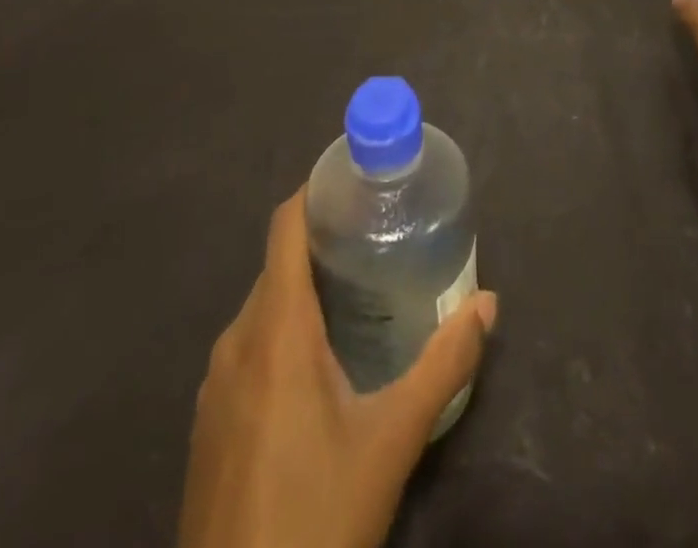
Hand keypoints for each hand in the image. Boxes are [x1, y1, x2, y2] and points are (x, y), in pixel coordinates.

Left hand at [177, 188, 497, 547]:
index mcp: (276, 330)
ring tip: (359, 293)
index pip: (285, 226)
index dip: (316, 192)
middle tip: (379, 239)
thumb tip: (489, 303)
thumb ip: (445, 364)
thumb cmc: (315, 519)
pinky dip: (283, 331)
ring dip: (305, 289)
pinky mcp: (209, 423)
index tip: (359, 182)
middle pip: (279, 265)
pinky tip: (321, 367)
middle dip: (324, 243)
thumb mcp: (392, 440)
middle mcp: (237, 342)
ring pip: (264, 308)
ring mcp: (215, 385)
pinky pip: (249, 348)